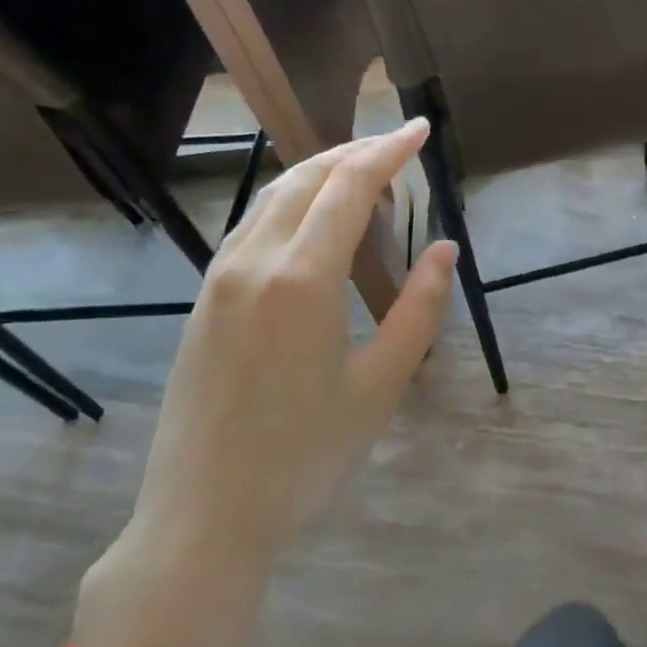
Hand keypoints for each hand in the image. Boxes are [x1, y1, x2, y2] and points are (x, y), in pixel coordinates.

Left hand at [77, 119, 455, 646]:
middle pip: (305, 179)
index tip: (419, 130)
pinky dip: (292, 204)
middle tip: (398, 147)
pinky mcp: (205, 301)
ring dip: (320, 174)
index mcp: (301, 279)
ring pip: (272, 198)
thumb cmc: (306, 454)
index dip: (388, 152)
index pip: (348, 188)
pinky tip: (316, 222)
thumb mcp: (381, 384)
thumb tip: (444, 250)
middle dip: (354, 153)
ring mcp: (219, 280)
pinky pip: (252, 227)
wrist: (203, 516)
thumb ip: (418, 309)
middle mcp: (253, 263)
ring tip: (364, 175)